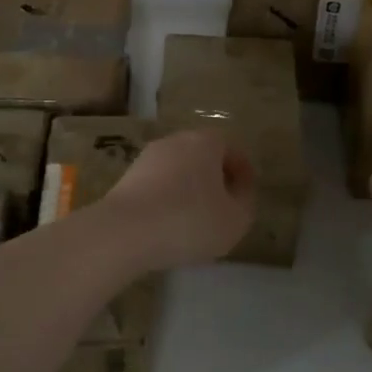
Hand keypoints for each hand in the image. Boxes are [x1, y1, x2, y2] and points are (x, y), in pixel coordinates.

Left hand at [95, 129, 256, 269]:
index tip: (246, 195)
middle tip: (223, 206)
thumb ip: (244, 202)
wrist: (124, 231)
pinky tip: (169, 224)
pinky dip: (167, 199)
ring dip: (189, 189)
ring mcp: (147, 157)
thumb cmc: (189, 220)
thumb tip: (239, 191)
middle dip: (215, 178)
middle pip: (203, 156)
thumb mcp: (235, 219)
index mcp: (206, 142)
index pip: (232, 149)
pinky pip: (158, 185)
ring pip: (179, 170)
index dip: (243, 172)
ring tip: (195, 219)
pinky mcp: (127, 177)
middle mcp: (176, 140)